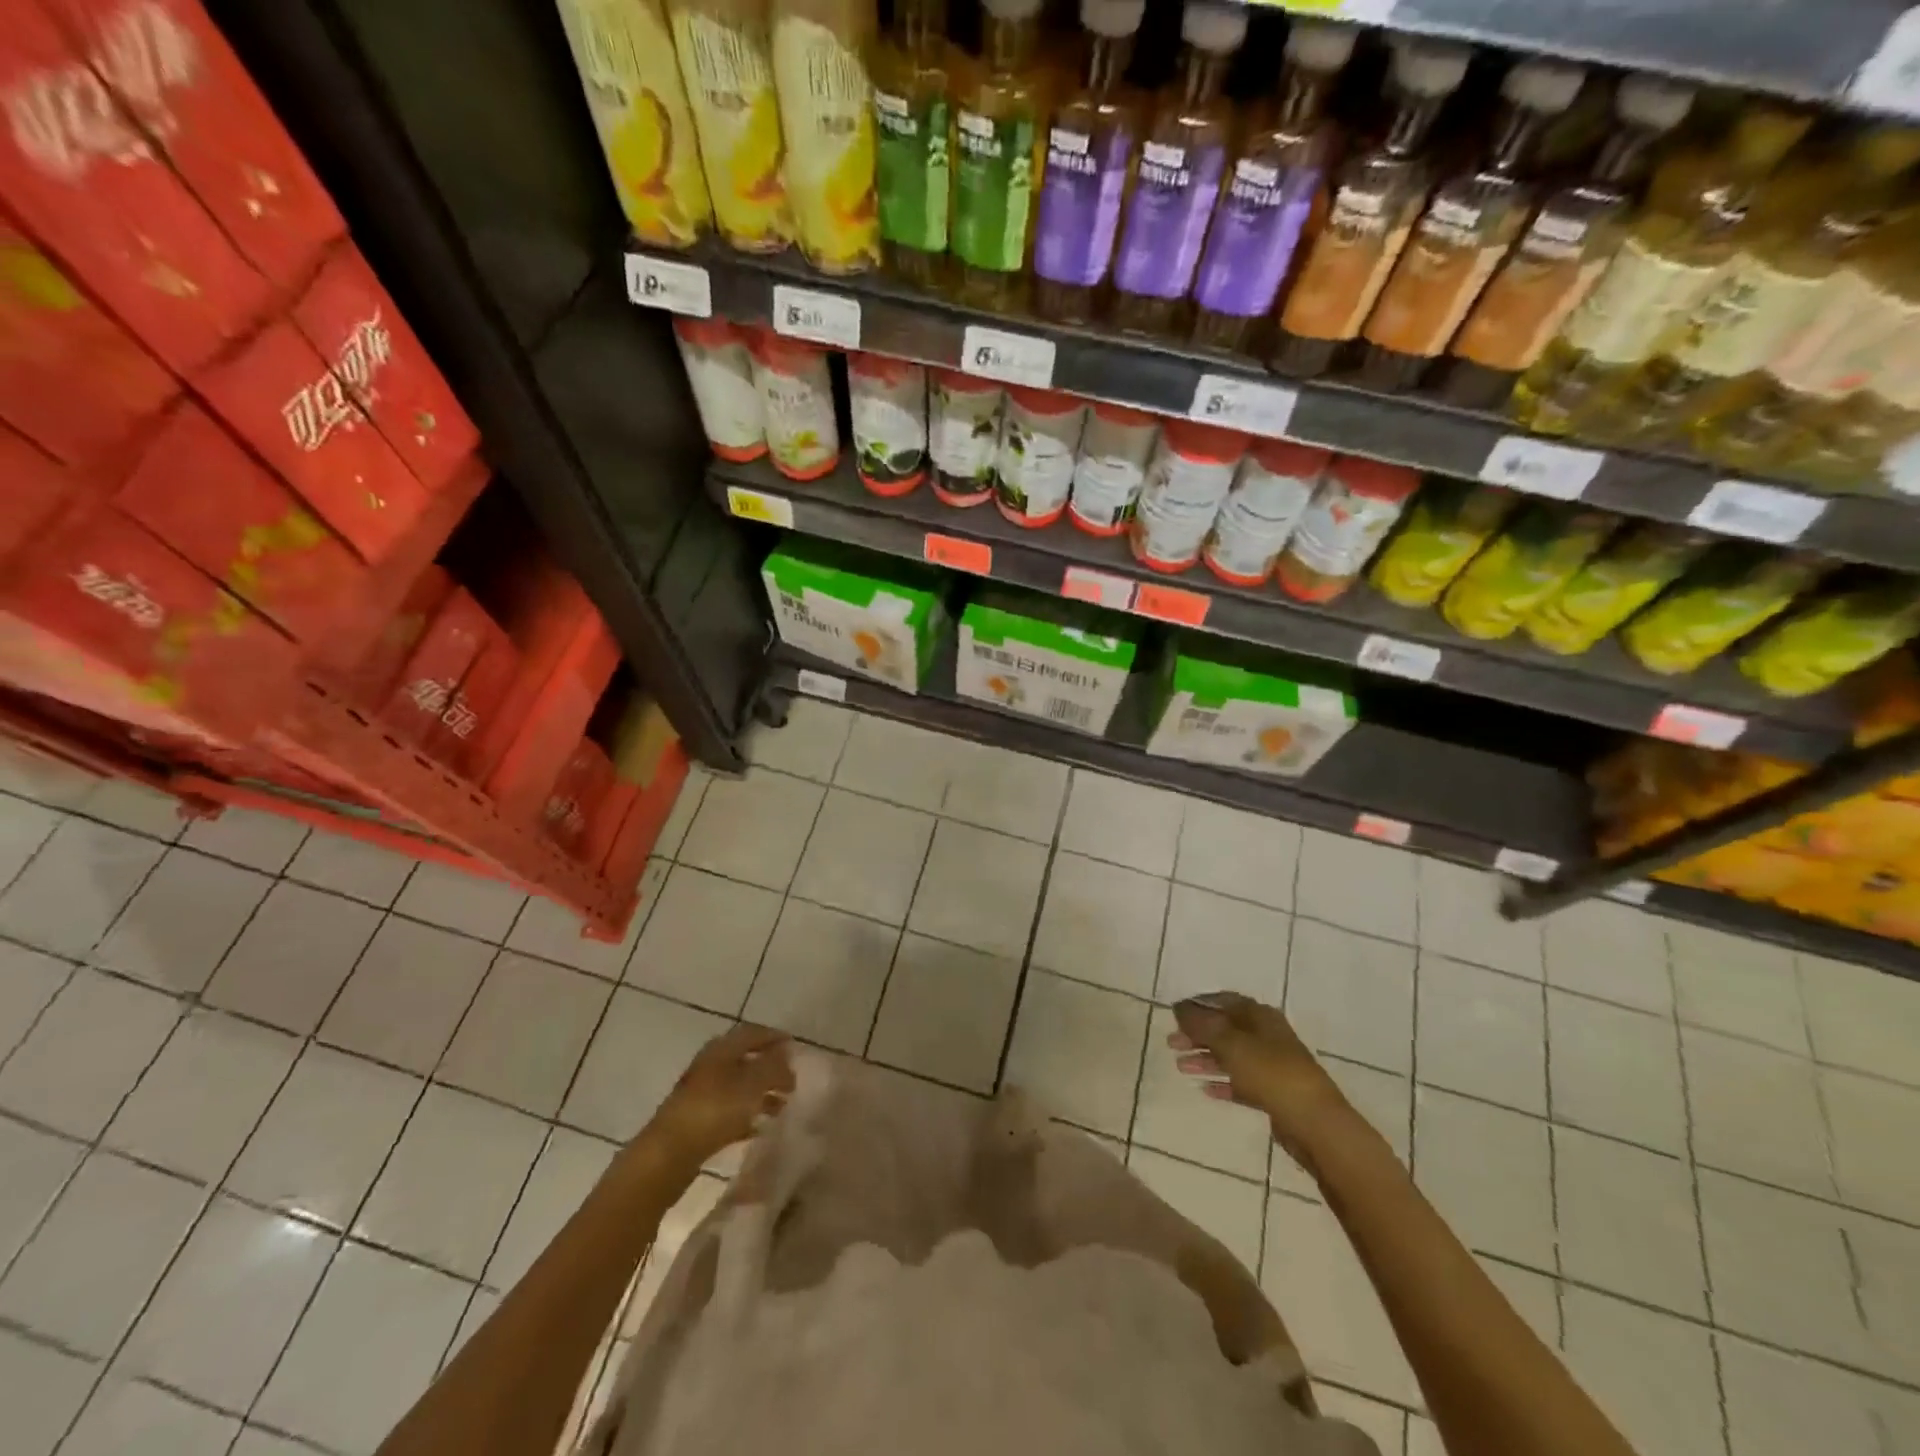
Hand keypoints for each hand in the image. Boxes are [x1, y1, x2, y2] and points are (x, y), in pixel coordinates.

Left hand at [648, 1023, 794, 1165]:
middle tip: (792, 1080)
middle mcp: (710, 1065)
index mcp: (721, 1049)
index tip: (796, 1048)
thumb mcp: (752, 1083)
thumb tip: (787, 1054)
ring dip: (761, 1093)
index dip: (775, 1037)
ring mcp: (701, 1094)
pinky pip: (729, 1111)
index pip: (753, 1033)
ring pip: (738, 1087)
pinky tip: (761, 1127)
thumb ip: (774, 1066)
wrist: (667, 1156)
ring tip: (783, 1106)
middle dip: (770, 1068)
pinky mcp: (697, 1121)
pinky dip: (747, 1115)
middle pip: (746, 1059)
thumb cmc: (714, 1110)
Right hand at [1169, 993, 1345, 1160]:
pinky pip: (1241, 1082)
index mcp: (1259, 1015)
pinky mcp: (1273, 1093)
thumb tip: (1179, 1008)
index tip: (1174, 1015)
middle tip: (1172, 1043)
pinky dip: (1222, 1083)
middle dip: (1197, 1035)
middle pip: (1225, 1029)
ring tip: (1181, 1067)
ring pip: (1231, 1056)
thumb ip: (1200, 1024)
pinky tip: (1204, 1089)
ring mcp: (1271, 1065)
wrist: (1313, 1121)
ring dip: (1205, 1059)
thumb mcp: (1229, 1042)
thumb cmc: (1269, 1072)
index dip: (1197, 1005)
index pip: (1223, 1001)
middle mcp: (1266, 1035)